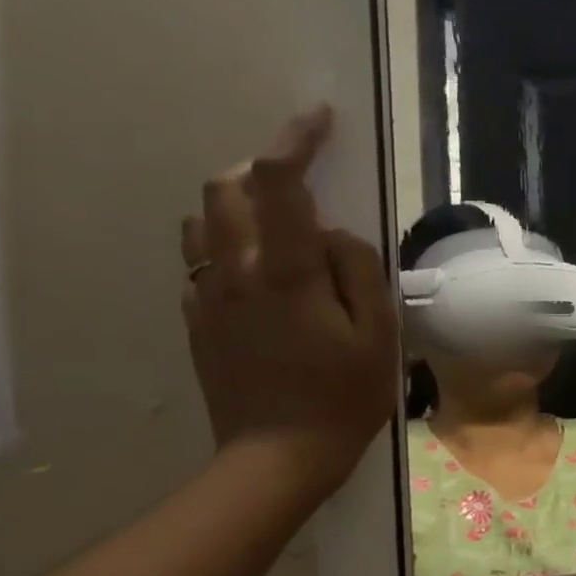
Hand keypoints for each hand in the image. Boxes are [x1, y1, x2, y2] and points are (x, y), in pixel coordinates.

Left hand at [180, 107, 398, 500]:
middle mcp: (234, 272)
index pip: (278, 183)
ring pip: (203, 220)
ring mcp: (207, 295)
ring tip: (282, 228)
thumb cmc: (344, 396)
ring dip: (238, 204)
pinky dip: (229, 245)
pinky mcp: (197, 319)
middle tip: (304, 186)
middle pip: (224, 188)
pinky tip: (264, 277)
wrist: (278, 456)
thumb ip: (359, 270)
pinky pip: (202, 260)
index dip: (296, 141)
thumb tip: (335, 235)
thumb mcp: (378, 334)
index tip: (319, 120)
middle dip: (261, 169)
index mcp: (285, 273)